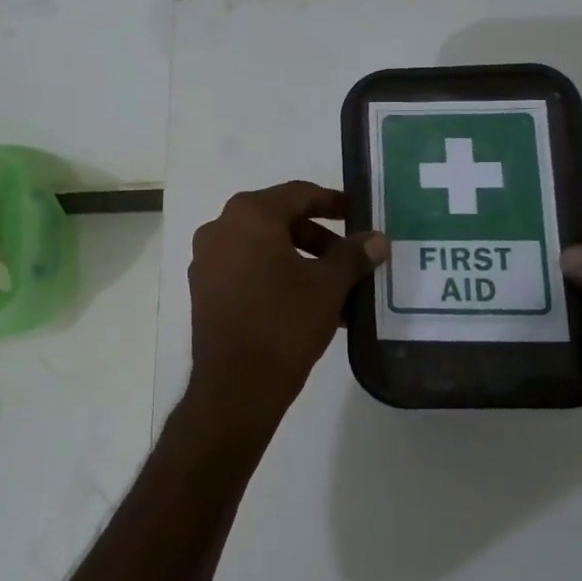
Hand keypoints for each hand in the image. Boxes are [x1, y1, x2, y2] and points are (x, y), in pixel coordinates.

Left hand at [188, 182, 389, 421]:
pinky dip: (277, 277)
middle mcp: (221, 228)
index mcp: (249, 214)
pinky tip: (307, 305)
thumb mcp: (328, 286)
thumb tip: (377, 238)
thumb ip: (353, 255)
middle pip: (279, 220)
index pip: (298, 194)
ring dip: (300, 261)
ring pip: (263, 248)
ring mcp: (207, 260)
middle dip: (318, 238)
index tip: (358, 213)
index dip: (332, 202)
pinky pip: (247, 270)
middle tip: (350, 257)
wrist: (236, 386)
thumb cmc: (284, 322)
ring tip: (335, 288)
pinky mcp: (204, 290)